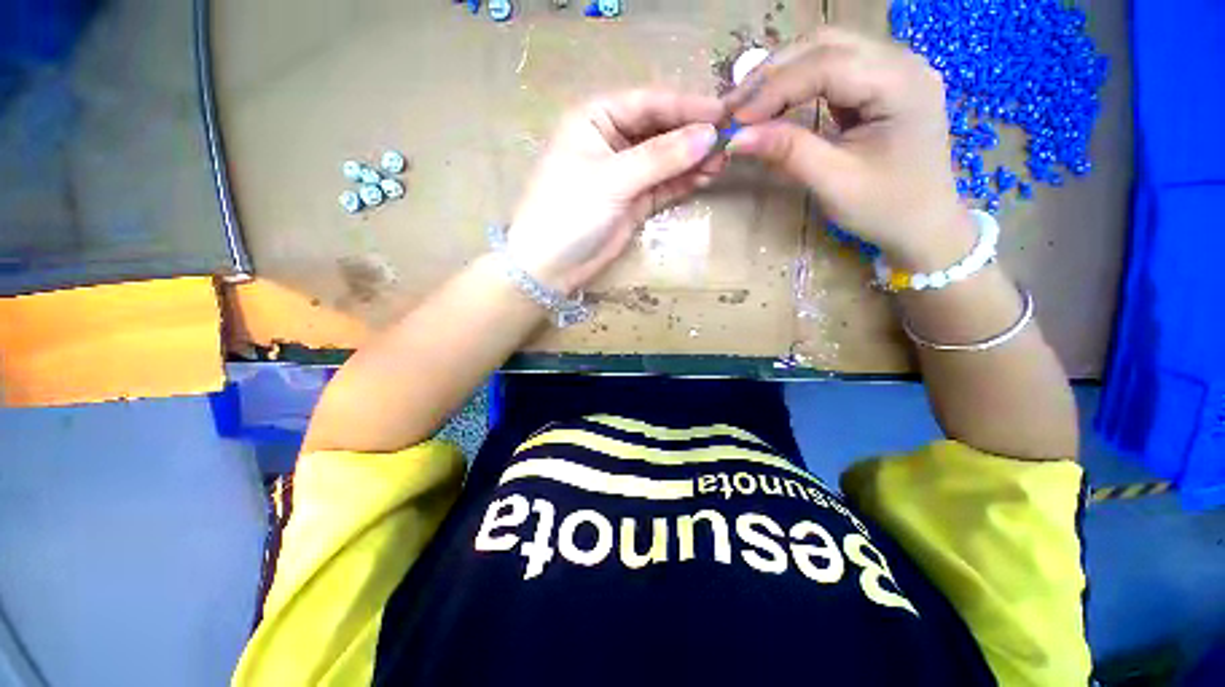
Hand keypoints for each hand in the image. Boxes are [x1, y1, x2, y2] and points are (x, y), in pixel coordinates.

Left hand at [507, 90, 725, 292]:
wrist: (551, 265)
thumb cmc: (570, 212)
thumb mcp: (612, 179)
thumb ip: (660, 157)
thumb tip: (708, 136)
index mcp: (595, 118)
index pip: (647, 102)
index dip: (685, 106)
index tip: (723, 114)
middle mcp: (612, 140)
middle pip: (660, 129)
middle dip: (692, 135)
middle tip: (729, 141)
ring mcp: (626, 173)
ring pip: (666, 158)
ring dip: (692, 159)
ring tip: (723, 161)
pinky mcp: (635, 200)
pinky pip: (664, 184)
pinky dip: (684, 181)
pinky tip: (705, 177)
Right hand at [727, 28, 969, 267]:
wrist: (924, 224)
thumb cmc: (886, 209)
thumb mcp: (834, 183)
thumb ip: (788, 153)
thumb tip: (736, 138)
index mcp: (901, 84)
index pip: (826, 65)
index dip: (774, 89)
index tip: (734, 120)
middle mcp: (901, 61)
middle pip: (825, 45)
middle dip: (772, 73)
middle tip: (733, 107)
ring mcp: (892, 68)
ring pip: (825, 50)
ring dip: (780, 74)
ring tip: (746, 104)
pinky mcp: (879, 82)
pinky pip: (830, 69)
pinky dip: (795, 83)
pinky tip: (773, 102)